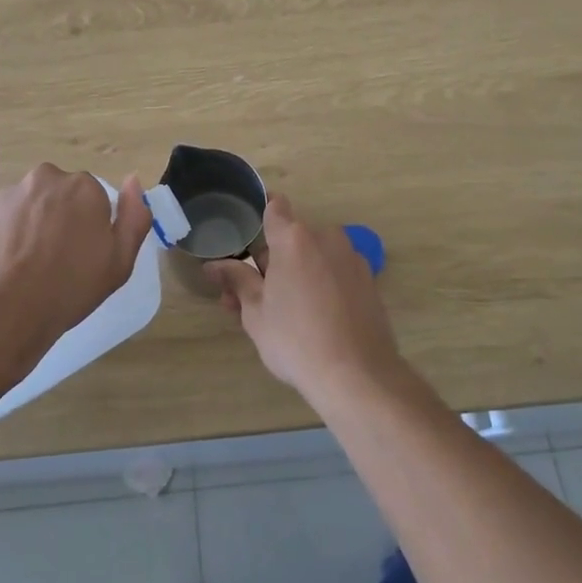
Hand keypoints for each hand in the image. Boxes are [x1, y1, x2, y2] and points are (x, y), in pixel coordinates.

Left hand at [0, 164, 151, 376]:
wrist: (1, 314)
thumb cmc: (68, 290)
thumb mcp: (119, 262)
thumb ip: (134, 217)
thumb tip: (133, 181)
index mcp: (83, 188)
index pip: (91, 198)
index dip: (87, 226)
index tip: (81, 254)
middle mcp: (45, 179)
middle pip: (56, 195)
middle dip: (56, 218)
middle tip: (53, 259)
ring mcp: (7, 193)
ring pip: (25, 206)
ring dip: (27, 226)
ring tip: (23, 267)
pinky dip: (0, 237)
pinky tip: (0, 266)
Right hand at [208, 194, 402, 406]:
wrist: (358, 376)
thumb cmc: (296, 340)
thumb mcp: (255, 312)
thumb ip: (236, 280)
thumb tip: (212, 265)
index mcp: (294, 238)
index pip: (274, 207)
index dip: (259, 216)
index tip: (246, 238)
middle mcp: (326, 237)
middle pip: (292, 238)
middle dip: (271, 260)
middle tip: (251, 295)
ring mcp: (351, 258)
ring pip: (314, 257)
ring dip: (295, 273)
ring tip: (279, 313)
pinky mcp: (368, 281)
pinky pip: (335, 272)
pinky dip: (320, 285)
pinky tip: (312, 318)